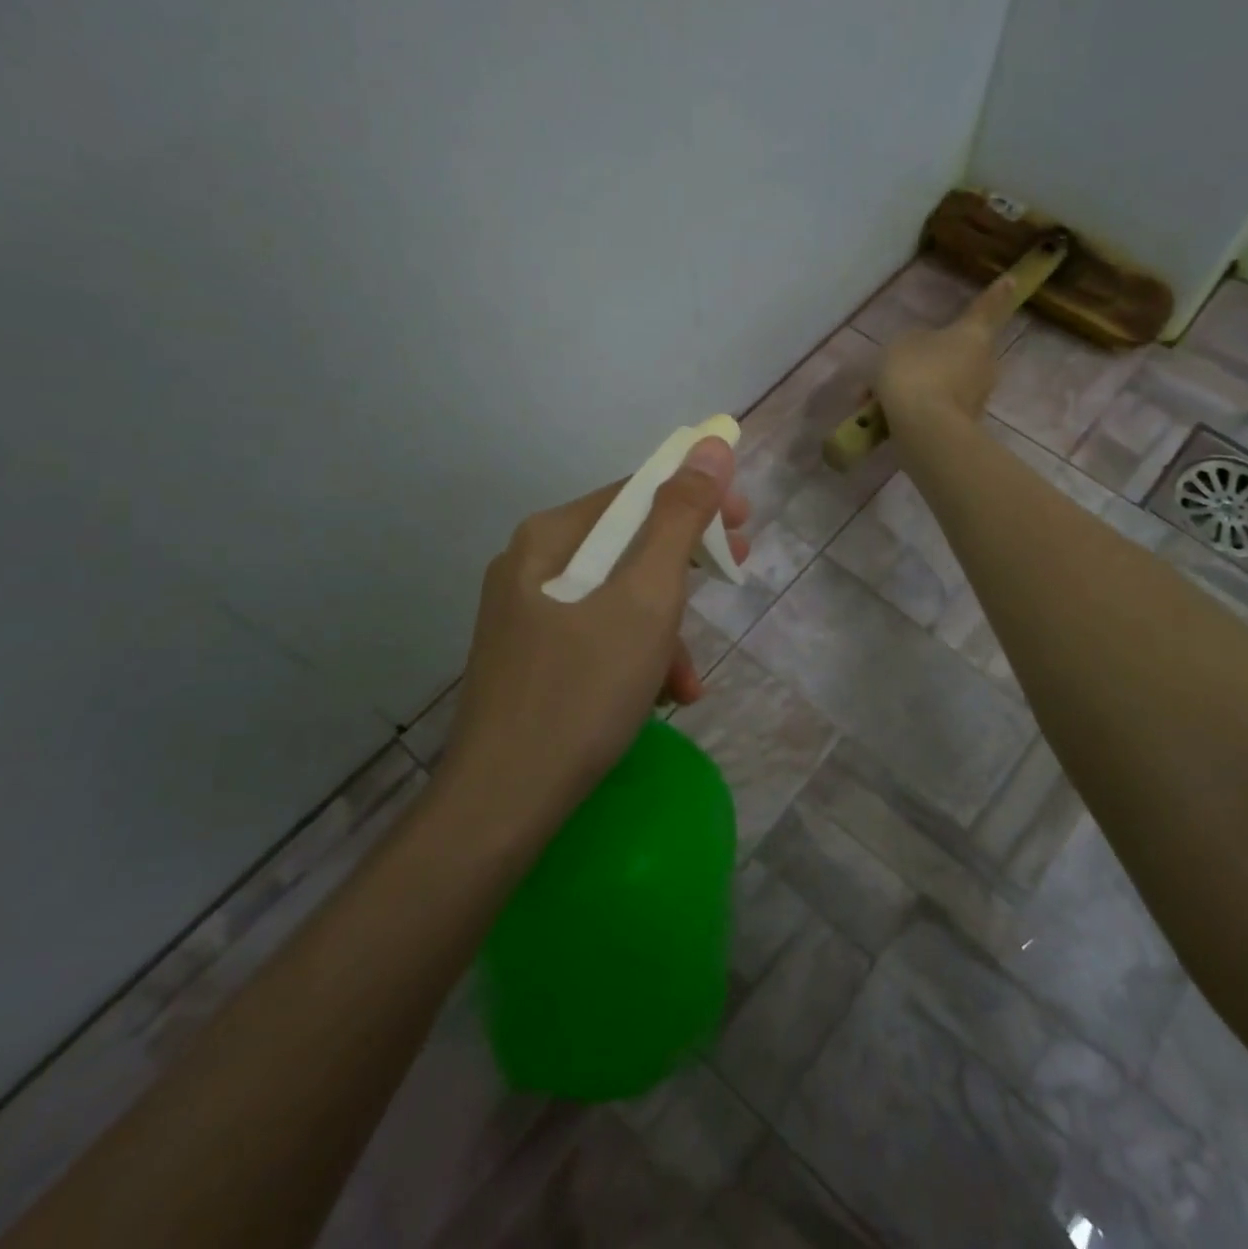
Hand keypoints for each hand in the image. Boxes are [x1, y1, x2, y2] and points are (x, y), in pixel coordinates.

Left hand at [440, 437, 749, 824]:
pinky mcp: (531, 660)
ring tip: (689, 679)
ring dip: (665, 630)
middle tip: (736, 575)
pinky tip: (661, 699)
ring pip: (617, 598)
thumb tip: (710, 445)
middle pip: (627, 545)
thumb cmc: (583, 690)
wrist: (503, 803)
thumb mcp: (646, 599)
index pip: (636, 493)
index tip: (745, 526)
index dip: (696, 500)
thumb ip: (680, 519)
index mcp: (550, 538)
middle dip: (686, 568)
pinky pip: (597, 637)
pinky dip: (635, 658)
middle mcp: (530, 565)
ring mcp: (526, 616)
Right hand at [873, 267, 1028, 434]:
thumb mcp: (901, 346)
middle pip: (959, 354)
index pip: (985, 309)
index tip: (1012, 280)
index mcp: (973, 334)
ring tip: (879, 399)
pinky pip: (936, 410)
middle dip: (931, 360)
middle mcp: (983, 364)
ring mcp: (976, 398)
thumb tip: (921, 354)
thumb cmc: (915, 374)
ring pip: (943, 385)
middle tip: (899, 367)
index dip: (996, 294)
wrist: (925, 430)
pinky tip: (887, 418)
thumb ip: (913, 343)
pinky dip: (916, 411)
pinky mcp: (964, 425)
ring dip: (917, 389)